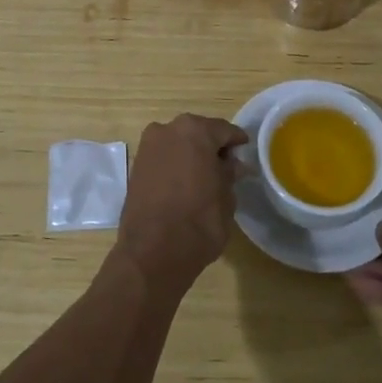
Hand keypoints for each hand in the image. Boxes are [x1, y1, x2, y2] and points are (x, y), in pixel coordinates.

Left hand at [114, 114, 248, 289]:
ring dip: (191, 155)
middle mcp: (167, 129)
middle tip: (226, 167)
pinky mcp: (135, 166)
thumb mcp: (226, 196)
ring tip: (205, 178)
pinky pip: (163, 158)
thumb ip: (229, 173)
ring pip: (177, 144)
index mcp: (195, 131)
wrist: (153, 252)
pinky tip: (185, 184)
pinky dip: (174, 166)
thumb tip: (233, 164)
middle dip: (211, 147)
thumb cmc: (199, 221)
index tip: (245, 153)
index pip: (223, 130)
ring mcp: (147, 147)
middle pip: (197, 133)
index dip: (237, 142)